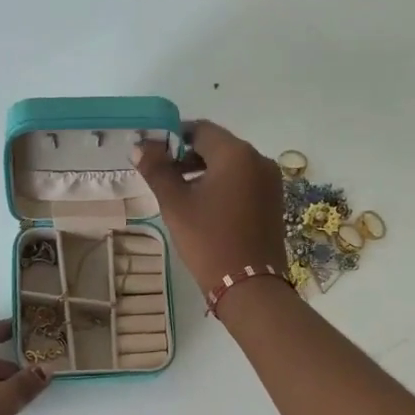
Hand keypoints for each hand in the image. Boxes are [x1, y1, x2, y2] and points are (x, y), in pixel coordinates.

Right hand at [133, 120, 287, 292]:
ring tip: (180, 193)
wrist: (249, 285)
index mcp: (235, 153)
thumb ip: (157, 170)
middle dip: (187, 155)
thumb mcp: (175, 204)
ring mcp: (270, 181)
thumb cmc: (208, 239)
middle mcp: (258, 159)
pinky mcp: (273, 200)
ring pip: (231, 164)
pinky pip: (243, 180)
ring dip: (204, 170)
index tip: (153, 154)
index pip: (200, 129)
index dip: (173, 137)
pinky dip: (222, 184)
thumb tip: (140, 147)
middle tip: (162, 175)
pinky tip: (205, 206)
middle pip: (217, 145)